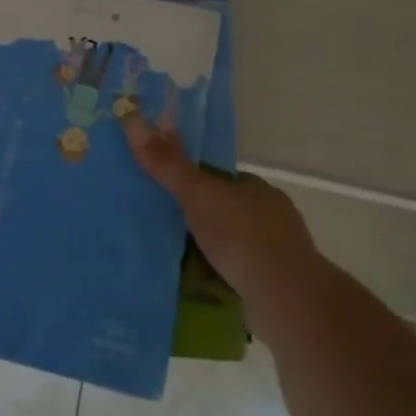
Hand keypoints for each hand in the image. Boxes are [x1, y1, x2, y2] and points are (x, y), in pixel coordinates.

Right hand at [122, 115, 322, 308]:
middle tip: (161, 229)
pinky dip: (218, 277)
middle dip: (199, 220)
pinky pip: (237, 274)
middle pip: (224, 212)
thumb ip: (167, 164)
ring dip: (208, 252)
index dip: (194, 184)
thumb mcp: (197, 193)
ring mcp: (276, 254)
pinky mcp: (275, 286)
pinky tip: (195, 284)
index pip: (220, 180)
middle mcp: (271, 217)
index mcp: (258, 189)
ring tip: (171, 260)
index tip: (167, 195)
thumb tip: (131, 118)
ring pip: (232, 246)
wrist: (285, 298)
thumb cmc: (242, 235)